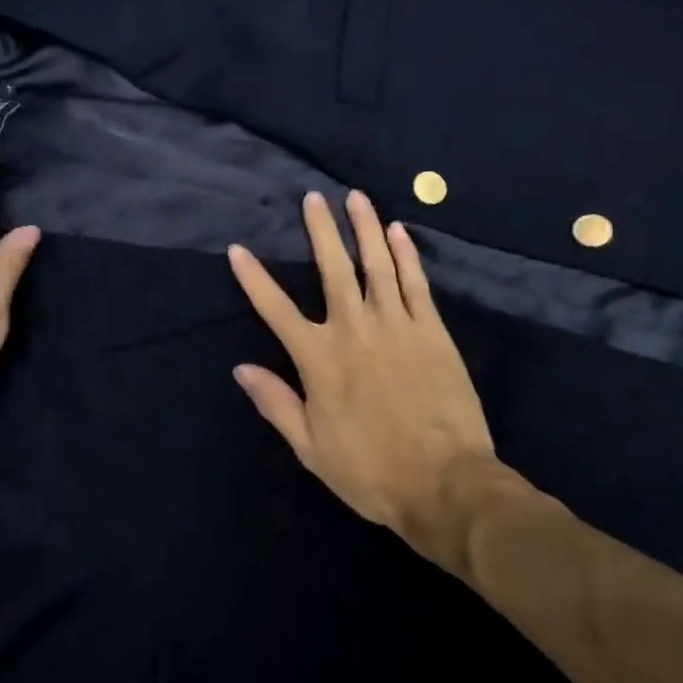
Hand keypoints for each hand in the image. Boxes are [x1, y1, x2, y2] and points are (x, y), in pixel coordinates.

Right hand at [227, 190, 535, 574]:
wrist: (445, 485)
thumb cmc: (371, 471)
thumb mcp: (310, 447)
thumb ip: (276, 402)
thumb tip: (241, 368)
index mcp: (319, 360)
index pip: (276, 309)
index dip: (254, 278)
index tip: (238, 249)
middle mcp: (354, 331)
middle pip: (332, 270)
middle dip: (320, 231)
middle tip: (312, 198)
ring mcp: (397, 327)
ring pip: (376, 266)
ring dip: (365, 229)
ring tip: (355, 198)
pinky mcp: (432, 332)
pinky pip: (416, 284)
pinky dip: (407, 255)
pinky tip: (399, 232)